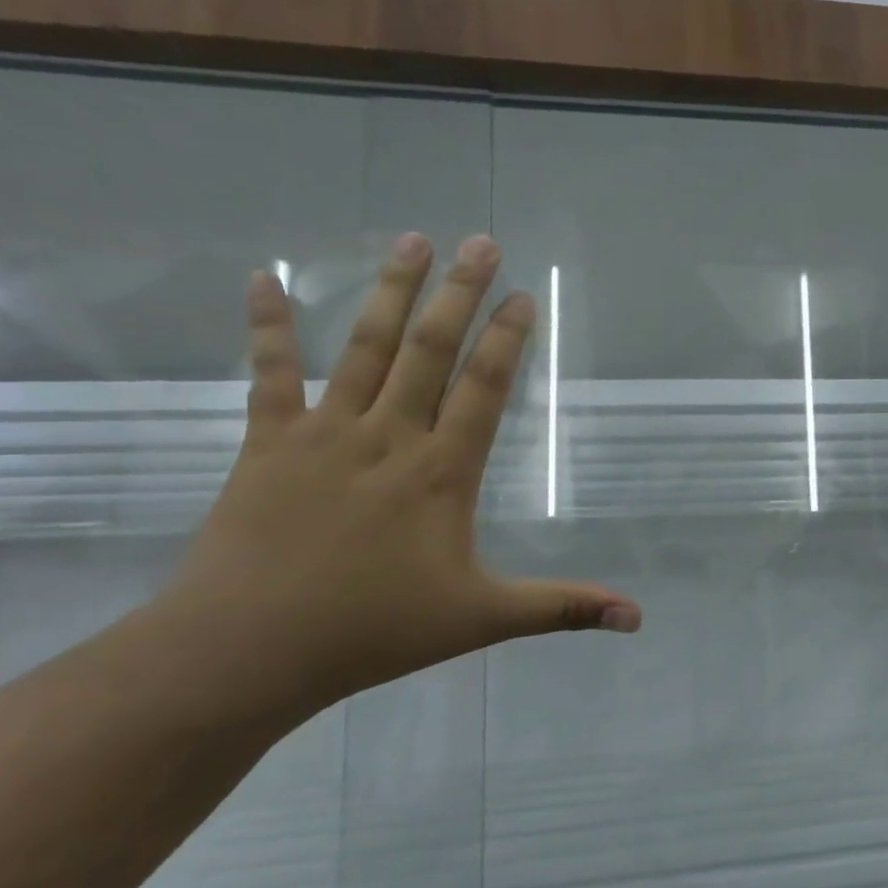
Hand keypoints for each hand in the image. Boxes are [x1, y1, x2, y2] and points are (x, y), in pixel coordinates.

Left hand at [164, 232, 639, 718]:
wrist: (249, 648)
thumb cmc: (374, 630)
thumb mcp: (483, 619)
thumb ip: (563, 608)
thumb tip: (638, 618)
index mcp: (441, 472)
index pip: (484, 388)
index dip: (508, 339)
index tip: (524, 294)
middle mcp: (389, 436)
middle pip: (430, 350)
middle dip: (460, 293)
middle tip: (481, 241)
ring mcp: (324, 433)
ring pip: (365, 348)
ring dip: (391, 291)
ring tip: (412, 240)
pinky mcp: (268, 443)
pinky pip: (270, 373)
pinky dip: (268, 325)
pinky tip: (264, 278)